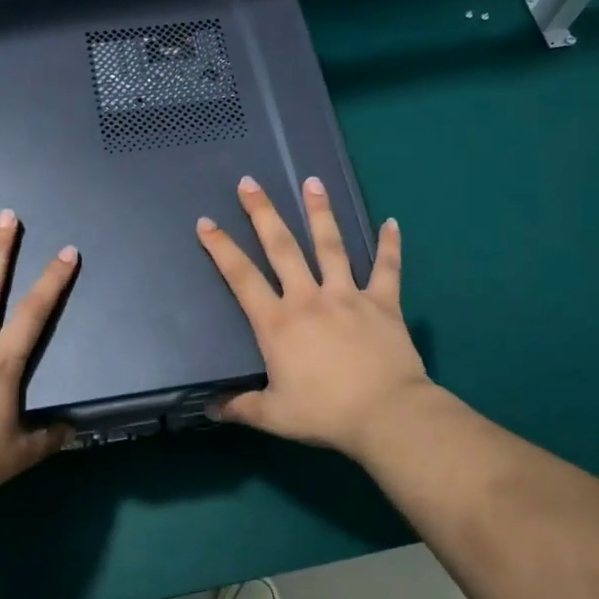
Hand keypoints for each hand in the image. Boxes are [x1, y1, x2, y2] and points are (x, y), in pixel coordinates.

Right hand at [196, 175, 431, 461]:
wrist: (386, 415)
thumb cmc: (325, 414)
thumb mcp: (274, 416)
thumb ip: (241, 407)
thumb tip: (211, 410)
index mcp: (278, 323)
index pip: (242, 278)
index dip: (221, 249)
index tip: (206, 223)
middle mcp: (309, 298)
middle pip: (282, 247)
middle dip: (263, 213)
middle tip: (250, 183)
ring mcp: (348, 296)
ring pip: (331, 246)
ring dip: (320, 212)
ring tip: (313, 182)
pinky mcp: (383, 302)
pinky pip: (387, 269)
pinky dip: (390, 245)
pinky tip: (392, 222)